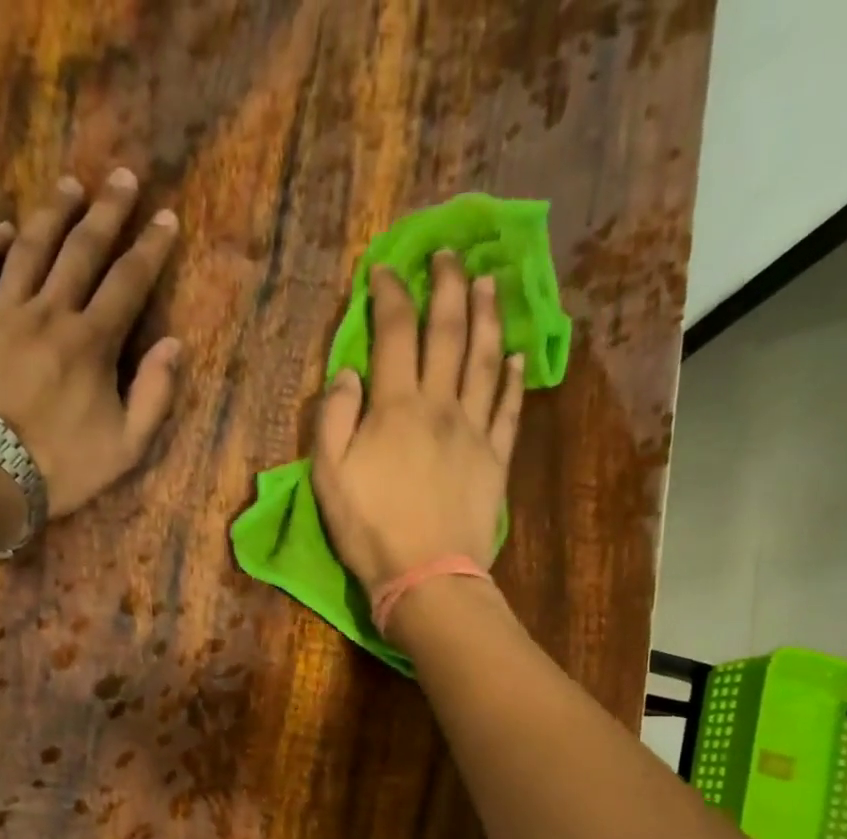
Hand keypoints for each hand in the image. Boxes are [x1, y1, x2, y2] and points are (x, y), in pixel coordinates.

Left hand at [0, 170, 182, 520]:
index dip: (150, 248)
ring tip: (69, 186)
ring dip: (51, 214)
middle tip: (122, 176)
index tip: (166, 217)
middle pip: (81, 251)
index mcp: (92, 343)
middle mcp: (48, 313)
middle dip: (106, 212)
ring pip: (28, 248)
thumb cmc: (61, 469)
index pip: (128, 283)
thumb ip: (154, 396)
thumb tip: (173, 345)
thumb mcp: (125, 448)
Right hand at [312, 255, 524, 597]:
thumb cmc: (369, 530)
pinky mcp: (496, 457)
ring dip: (487, 315)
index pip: (394, 333)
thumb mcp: (329, 477)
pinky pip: (508, 408)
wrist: (426, 575)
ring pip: (485, 358)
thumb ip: (332, 419)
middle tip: (449, 254)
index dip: (390, 296)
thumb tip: (347, 372)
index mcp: (395, 406)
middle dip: (447, 286)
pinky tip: (517, 356)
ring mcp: (474, 429)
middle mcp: (440, 404)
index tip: (386, 272)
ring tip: (488, 282)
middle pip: (448, 332)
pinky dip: (513, 378)